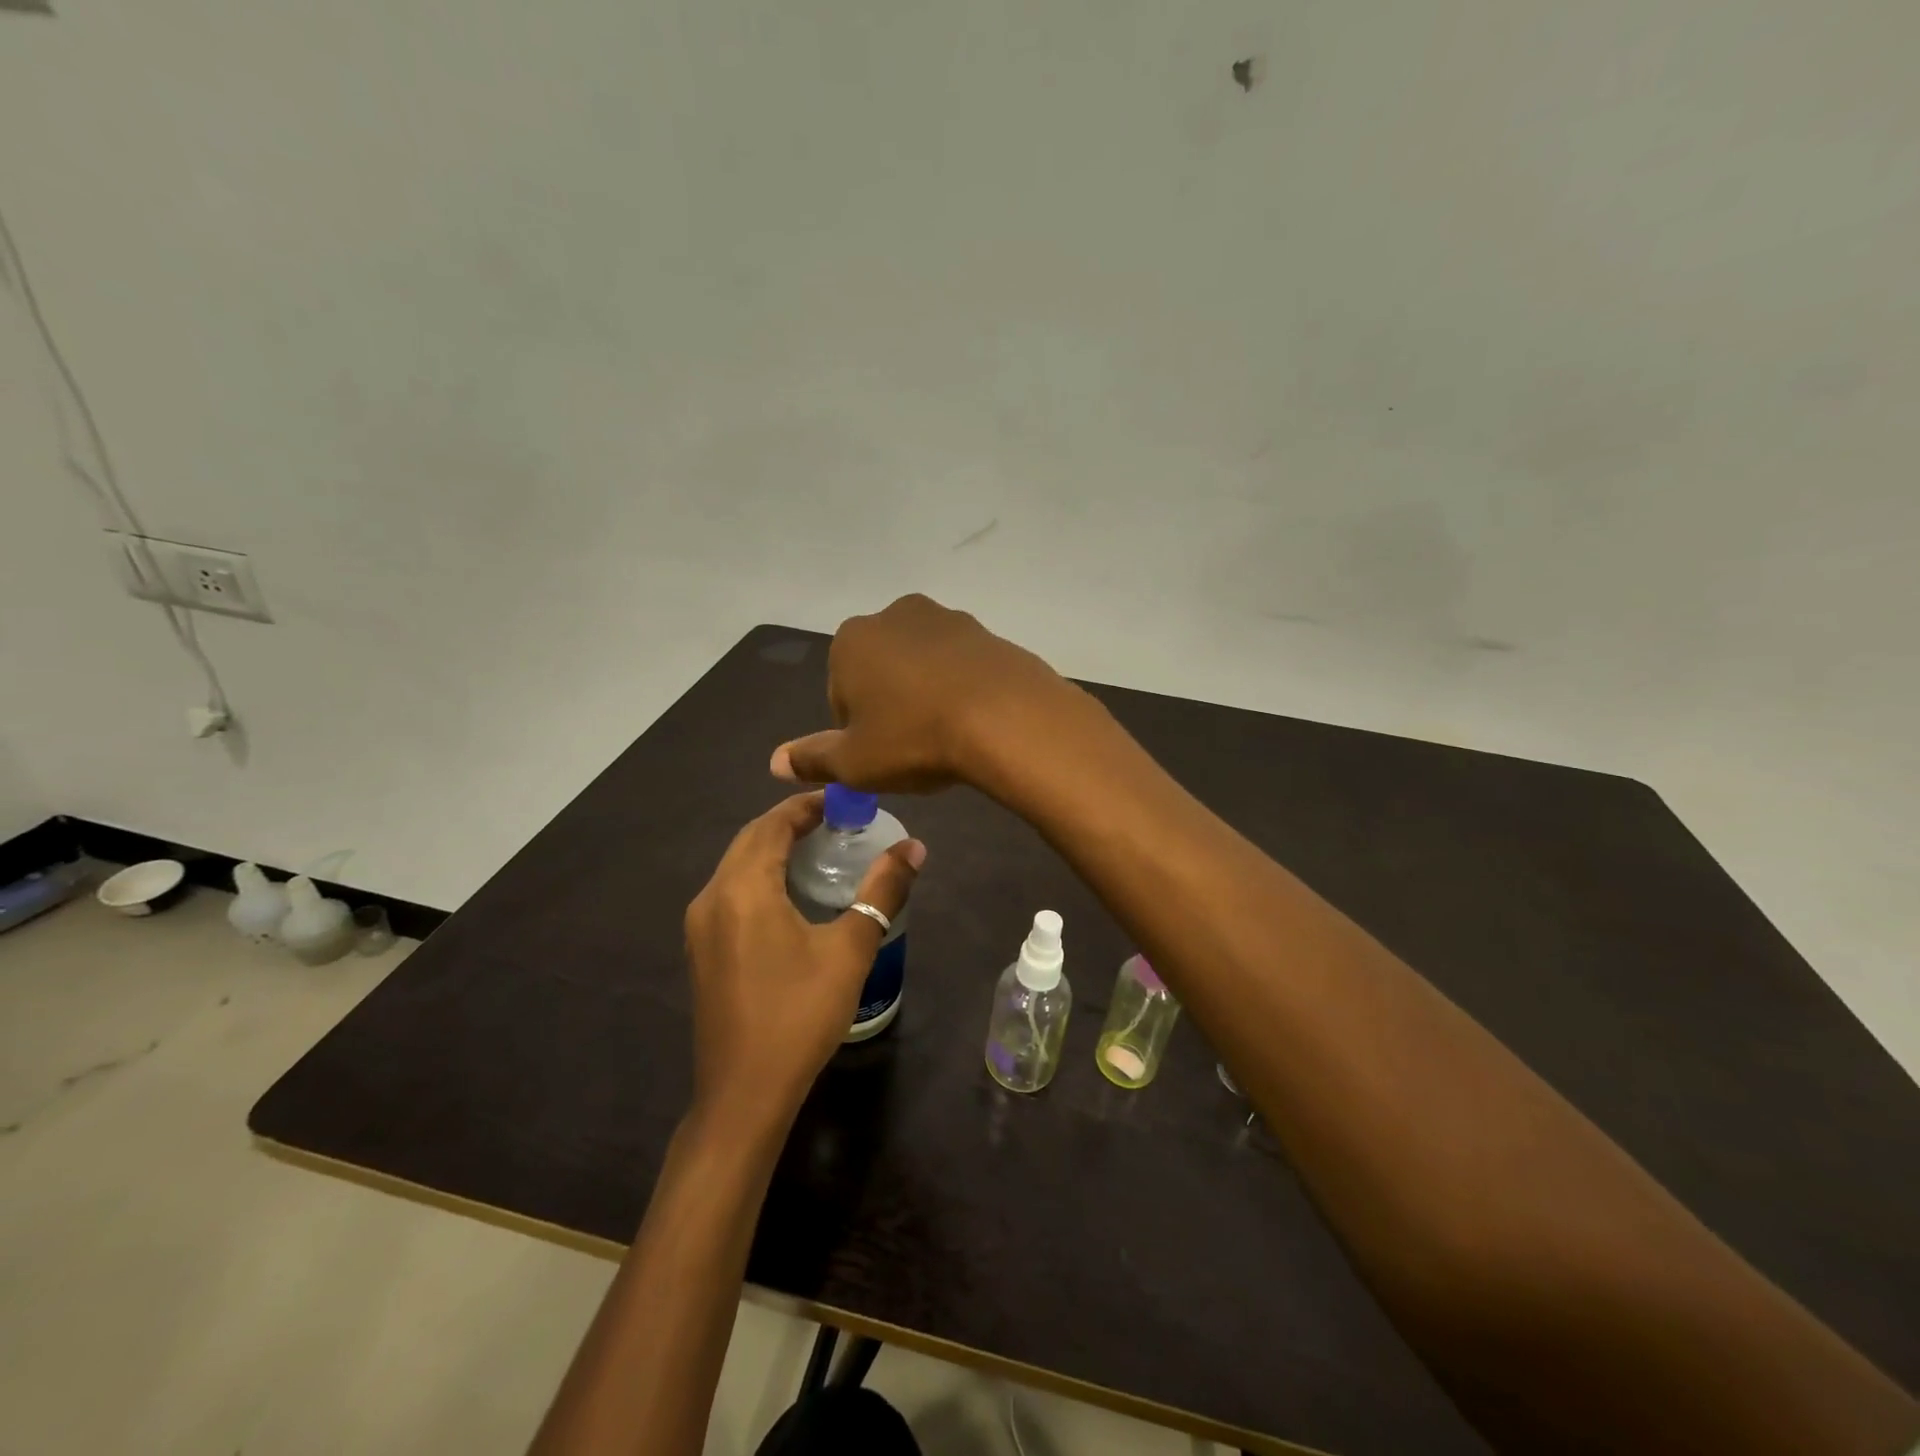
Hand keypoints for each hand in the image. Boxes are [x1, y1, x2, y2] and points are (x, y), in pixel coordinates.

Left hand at [683, 793, 924, 1135]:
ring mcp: (700, 926)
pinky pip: (730, 892)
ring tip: (820, 849)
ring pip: (737, 866)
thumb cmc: (799, 1016)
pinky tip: (791, 894)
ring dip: (773, 848)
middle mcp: (711, 897)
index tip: (844, 800)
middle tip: (838, 821)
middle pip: (750, 840)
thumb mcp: (850, 950)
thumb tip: (914, 848)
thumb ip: (882, 892)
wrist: (744, 1095)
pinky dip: (760, 876)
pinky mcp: (702, 950)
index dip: (806, 805)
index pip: (772, 824)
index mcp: (742, 889)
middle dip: (790, 823)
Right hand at [769, 594, 1086, 793]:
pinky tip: (976, 720)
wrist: (1005, 717)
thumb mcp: (854, 762)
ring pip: (923, 665)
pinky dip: (962, 688)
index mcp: (852, 640)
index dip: (858, 729)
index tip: (881, 753)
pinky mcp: (987, 632)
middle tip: (914, 746)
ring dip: (927, 694)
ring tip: (948, 735)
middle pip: (881, 670)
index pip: (841, 691)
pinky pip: (962, 665)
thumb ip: (813, 758)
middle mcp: (895, 615)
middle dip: (892, 704)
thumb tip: (776, 761)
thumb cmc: (914, 738)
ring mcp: (946, 619)